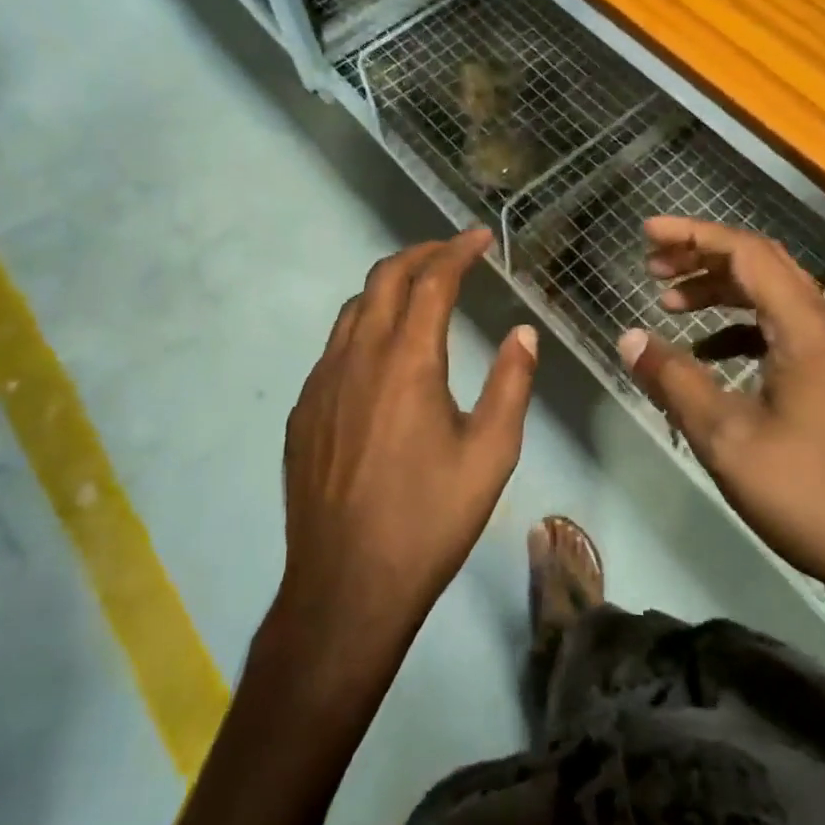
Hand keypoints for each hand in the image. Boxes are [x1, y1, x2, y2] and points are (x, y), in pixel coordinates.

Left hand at [276, 227, 538, 656]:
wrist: (346, 586)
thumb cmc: (429, 520)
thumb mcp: (490, 454)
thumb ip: (510, 384)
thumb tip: (522, 333)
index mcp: (407, 361)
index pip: (432, 281)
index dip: (457, 251)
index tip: (480, 238)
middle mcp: (357, 357)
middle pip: (384, 278)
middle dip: (420, 254)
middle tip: (451, 253)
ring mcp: (322, 383)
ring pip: (353, 309)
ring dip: (387, 287)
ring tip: (418, 293)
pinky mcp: (303, 411)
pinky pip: (334, 347)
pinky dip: (364, 327)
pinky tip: (381, 357)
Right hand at [619, 217, 824, 597]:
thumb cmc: (806, 492)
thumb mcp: (725, 437)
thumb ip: (674, 380)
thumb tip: (629, 338)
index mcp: (803, 327)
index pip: (746, 253)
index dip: (693, 236)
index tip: (646, 234)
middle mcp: (822, 326)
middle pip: (760, 264)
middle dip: (702, 255)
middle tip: (652, 263)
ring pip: (769, 294)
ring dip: (718, 288)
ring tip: (669, 300)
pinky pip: (777, 327)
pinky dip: (736, 324)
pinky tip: (706, 349)